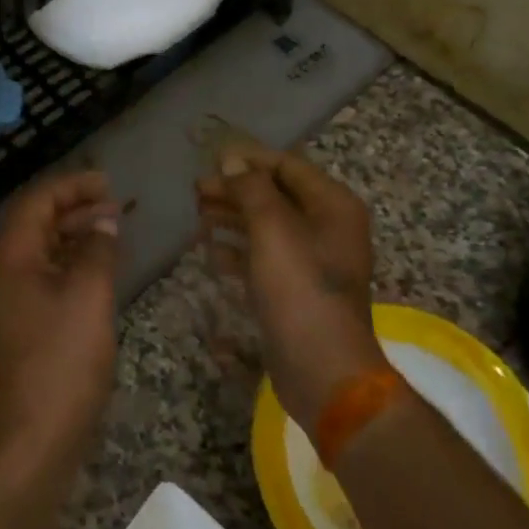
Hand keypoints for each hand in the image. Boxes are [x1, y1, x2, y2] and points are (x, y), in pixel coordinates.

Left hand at [0, 170, 122, 455]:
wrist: (35, 435)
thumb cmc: (63, 358)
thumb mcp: (89, 294)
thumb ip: (97, 248)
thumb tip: (104, 222)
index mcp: (9, 257)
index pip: (37, 202)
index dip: (73, 186)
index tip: (109, 184)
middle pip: (36, 223)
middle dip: (76, 209)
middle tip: (116, 206)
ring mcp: (6, 300)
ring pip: (41, 251)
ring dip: (74, 236)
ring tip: (113, 232)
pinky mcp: (18, 324)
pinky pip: (43, 277)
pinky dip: (69, 264)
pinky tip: (97, 269)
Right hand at [196, 149, 385, 425]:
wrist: (322, 369)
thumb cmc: (300, 290)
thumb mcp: (273, 230)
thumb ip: (252, 189)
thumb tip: (232, 160)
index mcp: (333, 206)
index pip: (288, 166)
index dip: (249, 160)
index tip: (211, 159)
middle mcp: (327, 227)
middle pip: (275, 196)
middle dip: (236, 190)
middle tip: (196, 191)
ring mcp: (312, 261)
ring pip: (267, 226)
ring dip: (233, 218)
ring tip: (198, 215)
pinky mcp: (295, 289)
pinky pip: (264, 258)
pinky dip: (239, 251)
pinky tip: (211, 251)